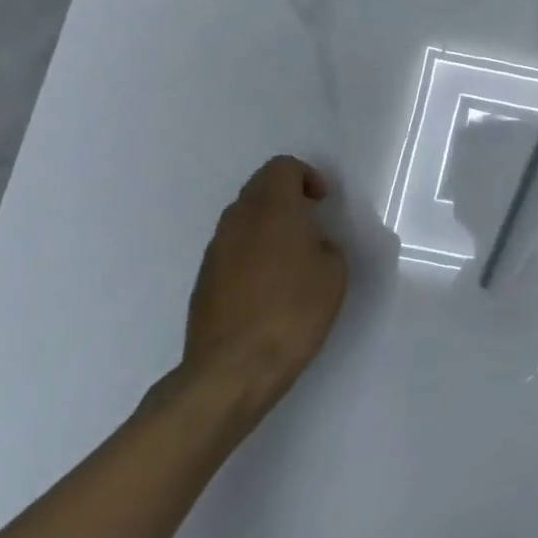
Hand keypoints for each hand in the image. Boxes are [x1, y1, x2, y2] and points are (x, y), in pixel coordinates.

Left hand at [181, 155, 346, 420]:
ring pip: (242, 218)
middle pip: (259, 188)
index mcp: (272, 209)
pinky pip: (232, 248)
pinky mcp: (204, 280)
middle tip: (311, 223)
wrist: (233, 369)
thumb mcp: (334, 273)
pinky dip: (252, 251)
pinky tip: (269, 286)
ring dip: (267, 224)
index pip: (282, 167)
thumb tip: (311, 244)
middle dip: (286, 196)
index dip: (306, 176)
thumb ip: (325, 244)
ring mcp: (215, 251)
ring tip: (292, 256)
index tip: (323, 202)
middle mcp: (238, 221)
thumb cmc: (293, 312)